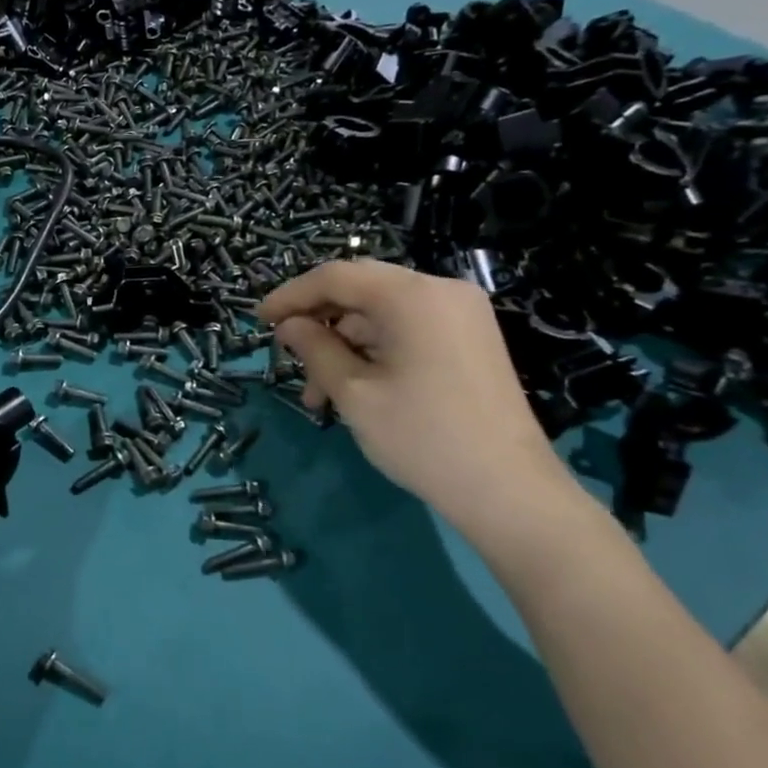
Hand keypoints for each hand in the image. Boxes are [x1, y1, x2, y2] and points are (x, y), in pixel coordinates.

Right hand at [259, 260, 568, 531]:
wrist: (508, 491)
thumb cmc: (422, 437)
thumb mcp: (354, 393)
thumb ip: (315, 349)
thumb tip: (288, 326)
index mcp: (413, 296)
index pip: (337, 276)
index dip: (291, 295)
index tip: (259, 321)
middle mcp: (442, 292)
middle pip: (361, 291)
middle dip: (319, 324)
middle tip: (287, 358)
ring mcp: (461, 316)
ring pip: (382, 316)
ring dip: (343, 346)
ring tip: (317, 396)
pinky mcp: (469, 340)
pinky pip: (407, 331)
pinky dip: (374, 353)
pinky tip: (353, 390)